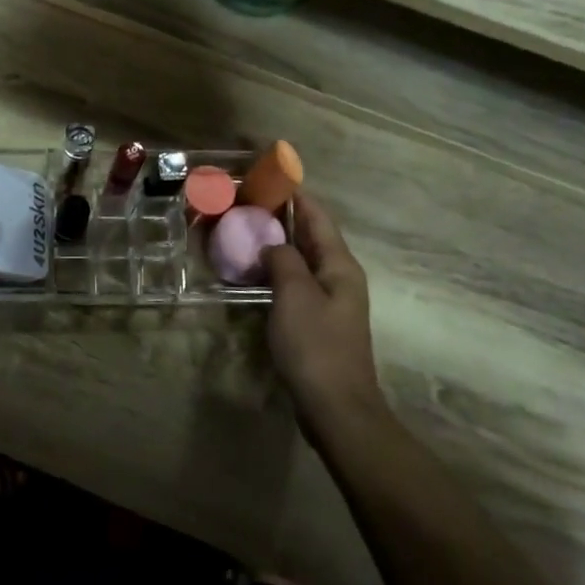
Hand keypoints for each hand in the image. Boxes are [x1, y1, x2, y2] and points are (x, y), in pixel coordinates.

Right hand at [263, 193, 382, 435]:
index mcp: (339, 265)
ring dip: (278, 244)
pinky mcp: (319, 322)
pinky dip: (277, 270)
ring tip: (245, 231)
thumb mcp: (294, 295)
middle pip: (312, 236)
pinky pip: (296, 283)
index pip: (317, 217)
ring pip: (303, 260)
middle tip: (247, 203)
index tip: (269, 177)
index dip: (295, 195)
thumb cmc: (316, 346)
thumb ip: (283, 261)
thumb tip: (273, 244)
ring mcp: (331, 301)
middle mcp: (339, 277)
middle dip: (283, 217)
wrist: (336, 407)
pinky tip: (254, 273)